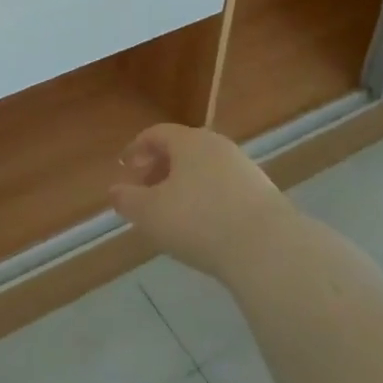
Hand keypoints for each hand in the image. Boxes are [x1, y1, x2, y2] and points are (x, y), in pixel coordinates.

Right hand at [110, 123, 296, 281]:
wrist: (268, 248)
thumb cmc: (199, 222)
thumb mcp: (150, 214)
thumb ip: (128, 200)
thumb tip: (114, 190)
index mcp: (188, 142)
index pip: (156, 134)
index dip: (137, 148)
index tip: (125, 166)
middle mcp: (217, 146)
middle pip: (182, 149)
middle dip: (160, 167)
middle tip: (146, 189)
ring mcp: (244, 168)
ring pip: (205, 168)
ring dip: (185, 184)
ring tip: (174, 212)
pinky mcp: (263, 193)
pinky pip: (225, 187)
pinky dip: (208, 198)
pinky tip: (205, 225)